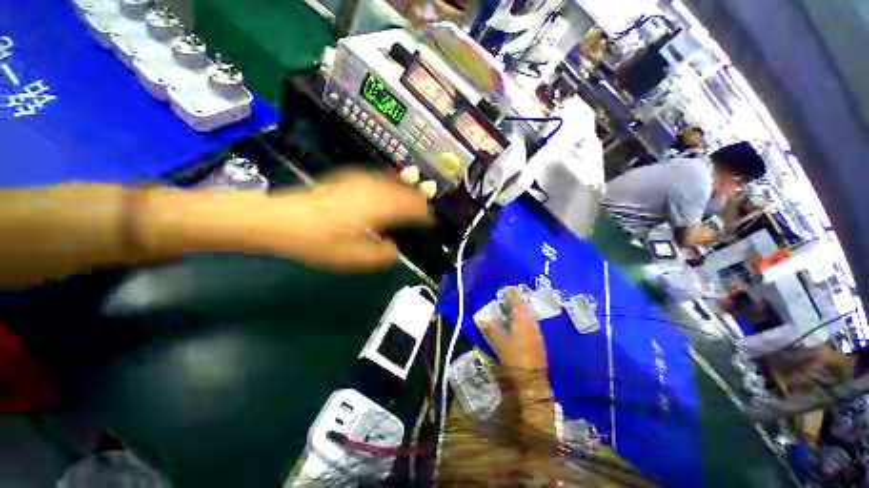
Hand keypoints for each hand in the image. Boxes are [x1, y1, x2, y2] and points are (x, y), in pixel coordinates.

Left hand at [254, 169, 432, 269]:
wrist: (284, 219)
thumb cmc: (320, 241)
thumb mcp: (353, 257)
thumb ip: (380, 255)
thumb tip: (394, 250)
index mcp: (380, 206)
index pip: (412, 206)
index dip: (424, 213)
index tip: (432, 220)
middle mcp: (373, 187)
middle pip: (402, 189)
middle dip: (415, 199)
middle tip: (422, 210)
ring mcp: (356, 180)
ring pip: (388, 181)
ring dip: (400, 190)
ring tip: (405, 200)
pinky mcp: (342, 178)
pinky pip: (373, 179)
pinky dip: (383, 185)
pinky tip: (378, 192)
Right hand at [477, 288, 553, 429]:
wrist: (532, 379)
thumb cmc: (514, 359)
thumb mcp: (499, 344)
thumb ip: (491, 330)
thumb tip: (482, 319)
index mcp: (522, 320)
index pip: (516, 302)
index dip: (511, 295)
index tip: (505, 290)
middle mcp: (532, 323)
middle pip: (524, 309)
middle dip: (515, 304)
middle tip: (505, 301)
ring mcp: (537, 333)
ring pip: (527, 318)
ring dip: (519, 314)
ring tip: (509, 314)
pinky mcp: (538, 342)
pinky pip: (530, 327)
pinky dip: (523, 324)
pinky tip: (517, 329)